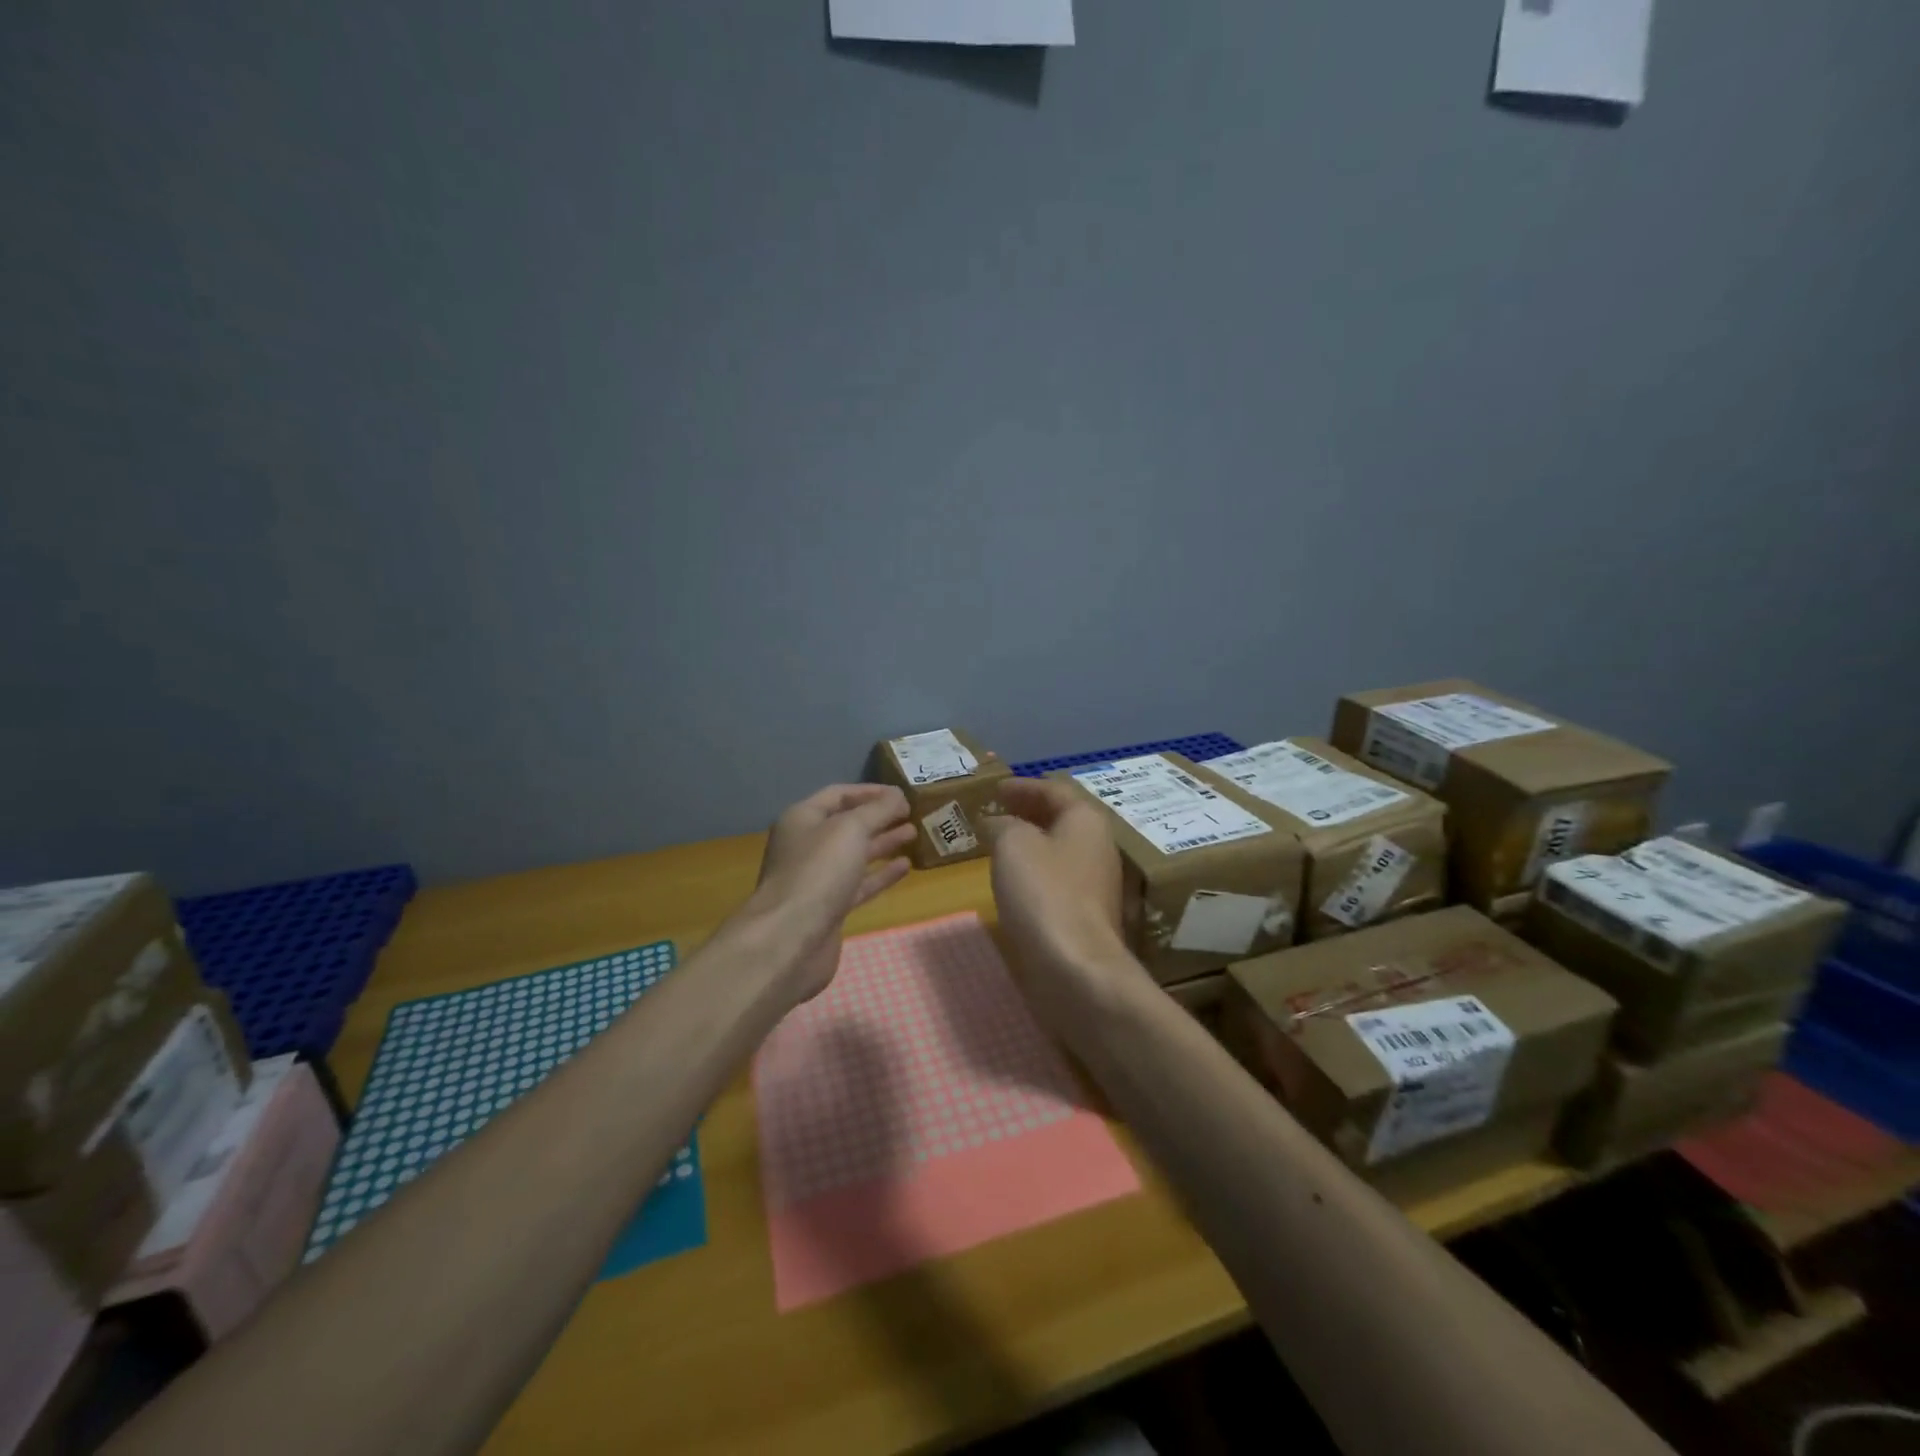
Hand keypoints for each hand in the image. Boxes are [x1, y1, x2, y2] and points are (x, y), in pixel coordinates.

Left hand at [748, 784, 915, 1002]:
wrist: (791, 938)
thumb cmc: (818, 872)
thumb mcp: (851, 829)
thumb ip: (878, 809)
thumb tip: (899, 796)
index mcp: (802, 819)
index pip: (838, 795)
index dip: (870, 791)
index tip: (902, 794)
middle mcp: (807, 845)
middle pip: (847, 825)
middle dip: (879, 817)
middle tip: (913, 813)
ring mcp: (817, 878)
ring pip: (855, 854)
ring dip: (883, 843)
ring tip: (914, 834)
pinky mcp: (830, 907)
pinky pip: (859, 883)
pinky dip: (881, 874)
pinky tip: (905, 866)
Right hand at [984, 779, 1146, 1018]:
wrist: (1074, 966)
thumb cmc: (1043, 892)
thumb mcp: (1012, 844)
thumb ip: (1002, 824)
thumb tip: (997, 824)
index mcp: (1086, 820)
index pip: (1054, 789)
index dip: (1023, 786)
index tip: (996, 788)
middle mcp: (1098, 846)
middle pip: (1061, 819)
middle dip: (1028, 812)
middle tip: (997, 811)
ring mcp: (1096, 883)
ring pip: (1059, 850)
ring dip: (1031, 842)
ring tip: (999, 843)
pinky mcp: (1086, 914)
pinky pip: (1057, 878)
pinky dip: (1035, 870)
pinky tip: (1014, 880)